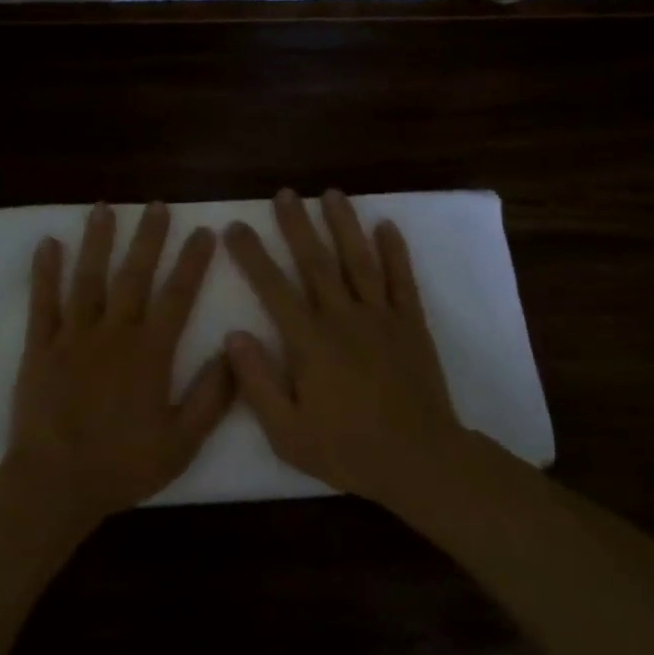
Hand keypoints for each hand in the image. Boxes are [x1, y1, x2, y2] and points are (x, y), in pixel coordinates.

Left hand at [5, 202, 233, 524]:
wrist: (55, 484)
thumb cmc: (122, 466)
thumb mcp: (182, 442)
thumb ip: (211, 397)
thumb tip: (233, 351)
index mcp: (150, 353)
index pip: (178, 296)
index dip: (192, 261)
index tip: (204, 230)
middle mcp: (114, 333)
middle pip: (134, 275)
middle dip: (149, 238)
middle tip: (158, 204)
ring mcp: (73, 336)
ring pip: (89, 278)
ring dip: (98, 241)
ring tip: (105, 208)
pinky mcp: (40, 347)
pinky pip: (42, 302)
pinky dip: (44, 272)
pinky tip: (48, 243)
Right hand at [223, 189, 465, 508]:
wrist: (420, 461)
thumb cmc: (347, 449)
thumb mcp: (287, 432)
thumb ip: (257, 382)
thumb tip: (233, 335)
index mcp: (309, 342)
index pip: (272, 287)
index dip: (251, 255)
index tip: (235, 227)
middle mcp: (343, 317)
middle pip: (315, 261)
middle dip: (296, 224)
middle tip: (284, 193)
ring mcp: (381, 316)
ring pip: (358, 259)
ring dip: (344, 224)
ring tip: (331, 193)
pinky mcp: (411, 323)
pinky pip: (402, 279)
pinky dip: (395, 251)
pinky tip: (386, 225)